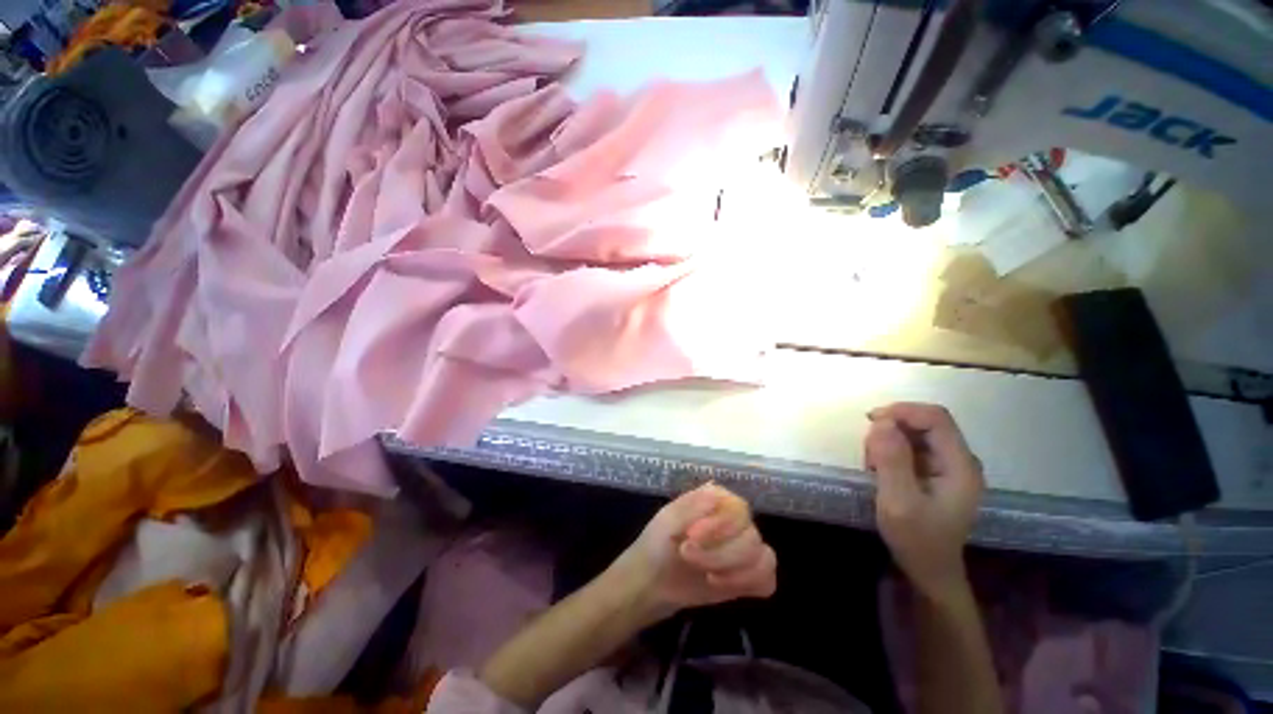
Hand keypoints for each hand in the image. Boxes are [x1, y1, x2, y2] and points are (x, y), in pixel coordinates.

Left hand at [608, 483, 776, 619]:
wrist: (652, 580)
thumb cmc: (658, 543)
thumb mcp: (667, 520)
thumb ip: (691, 506)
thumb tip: (716, 492)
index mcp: (719, 500)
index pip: (739, 509)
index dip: (720, 526)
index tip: (691, 536)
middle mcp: (736, 520)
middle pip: (751, 537)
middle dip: (720, 554)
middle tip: (688, 556)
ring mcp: (744, 548)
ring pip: (763, 558)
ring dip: (735, 571)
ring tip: (707, 576)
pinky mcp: (747, 575)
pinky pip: (768, 578)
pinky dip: (750, 583)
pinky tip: (722, 585)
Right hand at [865, 403, 983, 598]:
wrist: (930, 571)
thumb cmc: (917, 540)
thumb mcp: (898, 502)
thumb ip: (892, 461)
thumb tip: (882, 421)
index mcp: (960, 466)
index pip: (936, 418)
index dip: (903, 411)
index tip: (871, 421)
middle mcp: (959, 460)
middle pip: (925, 422)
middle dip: (892, 428)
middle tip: (868, 453)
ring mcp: (949, 466)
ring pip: (915, 433)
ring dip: (888, 441)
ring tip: (873, 467)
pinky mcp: (936, 472)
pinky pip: (911, 446)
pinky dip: (890, 451)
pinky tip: (880, 471)